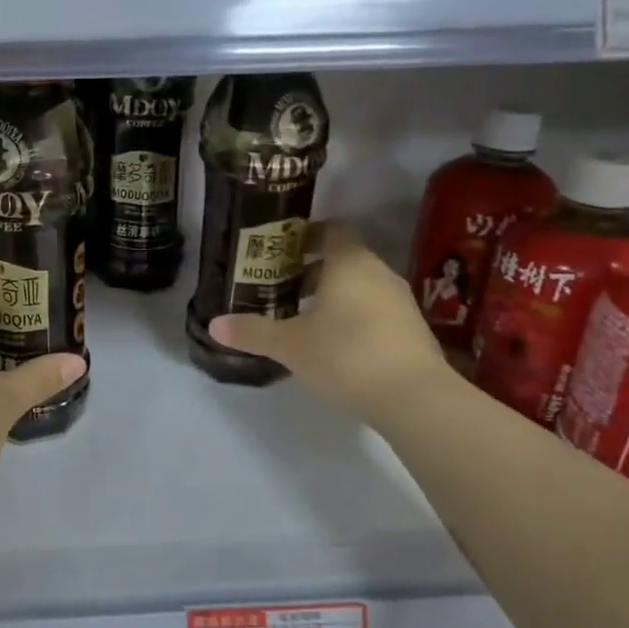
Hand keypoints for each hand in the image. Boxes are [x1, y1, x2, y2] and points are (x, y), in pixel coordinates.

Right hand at [211, 221, 450, 419]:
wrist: (414, 398)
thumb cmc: (345, 354)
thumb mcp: (290, 345)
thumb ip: (252, 332)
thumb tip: (214, 325)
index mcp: (349, 262)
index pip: (331, 229)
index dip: (306, 234)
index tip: (280, 249)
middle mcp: (378, 272)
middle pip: (344, 258)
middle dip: (312, 270)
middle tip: (280, 286)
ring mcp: (401, 302)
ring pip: (361, 286)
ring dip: (334, 296)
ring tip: (303, 317)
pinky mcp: (413, 330)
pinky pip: (376, 311)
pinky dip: (354, 317)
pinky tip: (335, 344)